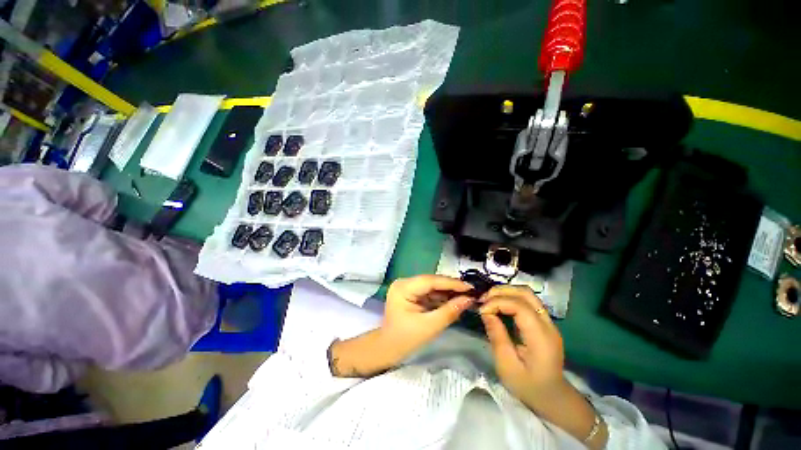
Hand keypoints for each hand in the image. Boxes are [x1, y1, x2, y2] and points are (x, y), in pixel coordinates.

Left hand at [381, 275, 474, 358]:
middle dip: (451, 287)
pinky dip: (441, 296)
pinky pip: (429, 291)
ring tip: (467, 296)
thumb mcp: (430, 327)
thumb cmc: (405, 339)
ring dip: (448, 291)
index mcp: (403, 288)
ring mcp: (407, 286)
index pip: (431, 281)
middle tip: (471, 292)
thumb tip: (469, 299)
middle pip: (432, 281)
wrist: (388, 348)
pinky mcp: (411, 292)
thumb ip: (450, 311)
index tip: (471, 287)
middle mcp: (404, 282)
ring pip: (432, 286)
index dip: (452, 283)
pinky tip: (454, 299)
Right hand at [478, 285, 565, 410]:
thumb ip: (496, 336)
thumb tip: (485, 312)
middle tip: (483, 300)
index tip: (482, 310)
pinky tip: (499, 305)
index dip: (498, 302)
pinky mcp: (543, 322)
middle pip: (525, 293)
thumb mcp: (506, 365)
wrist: (552, 397)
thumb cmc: (528, 385)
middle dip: (501, 292)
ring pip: (527, 294)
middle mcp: (548, 324)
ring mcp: (548, 322)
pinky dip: (510, 298)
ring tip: (489, 300)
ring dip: (506, 292)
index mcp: (541, 337)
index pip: (520, 306)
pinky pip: (527, 301)